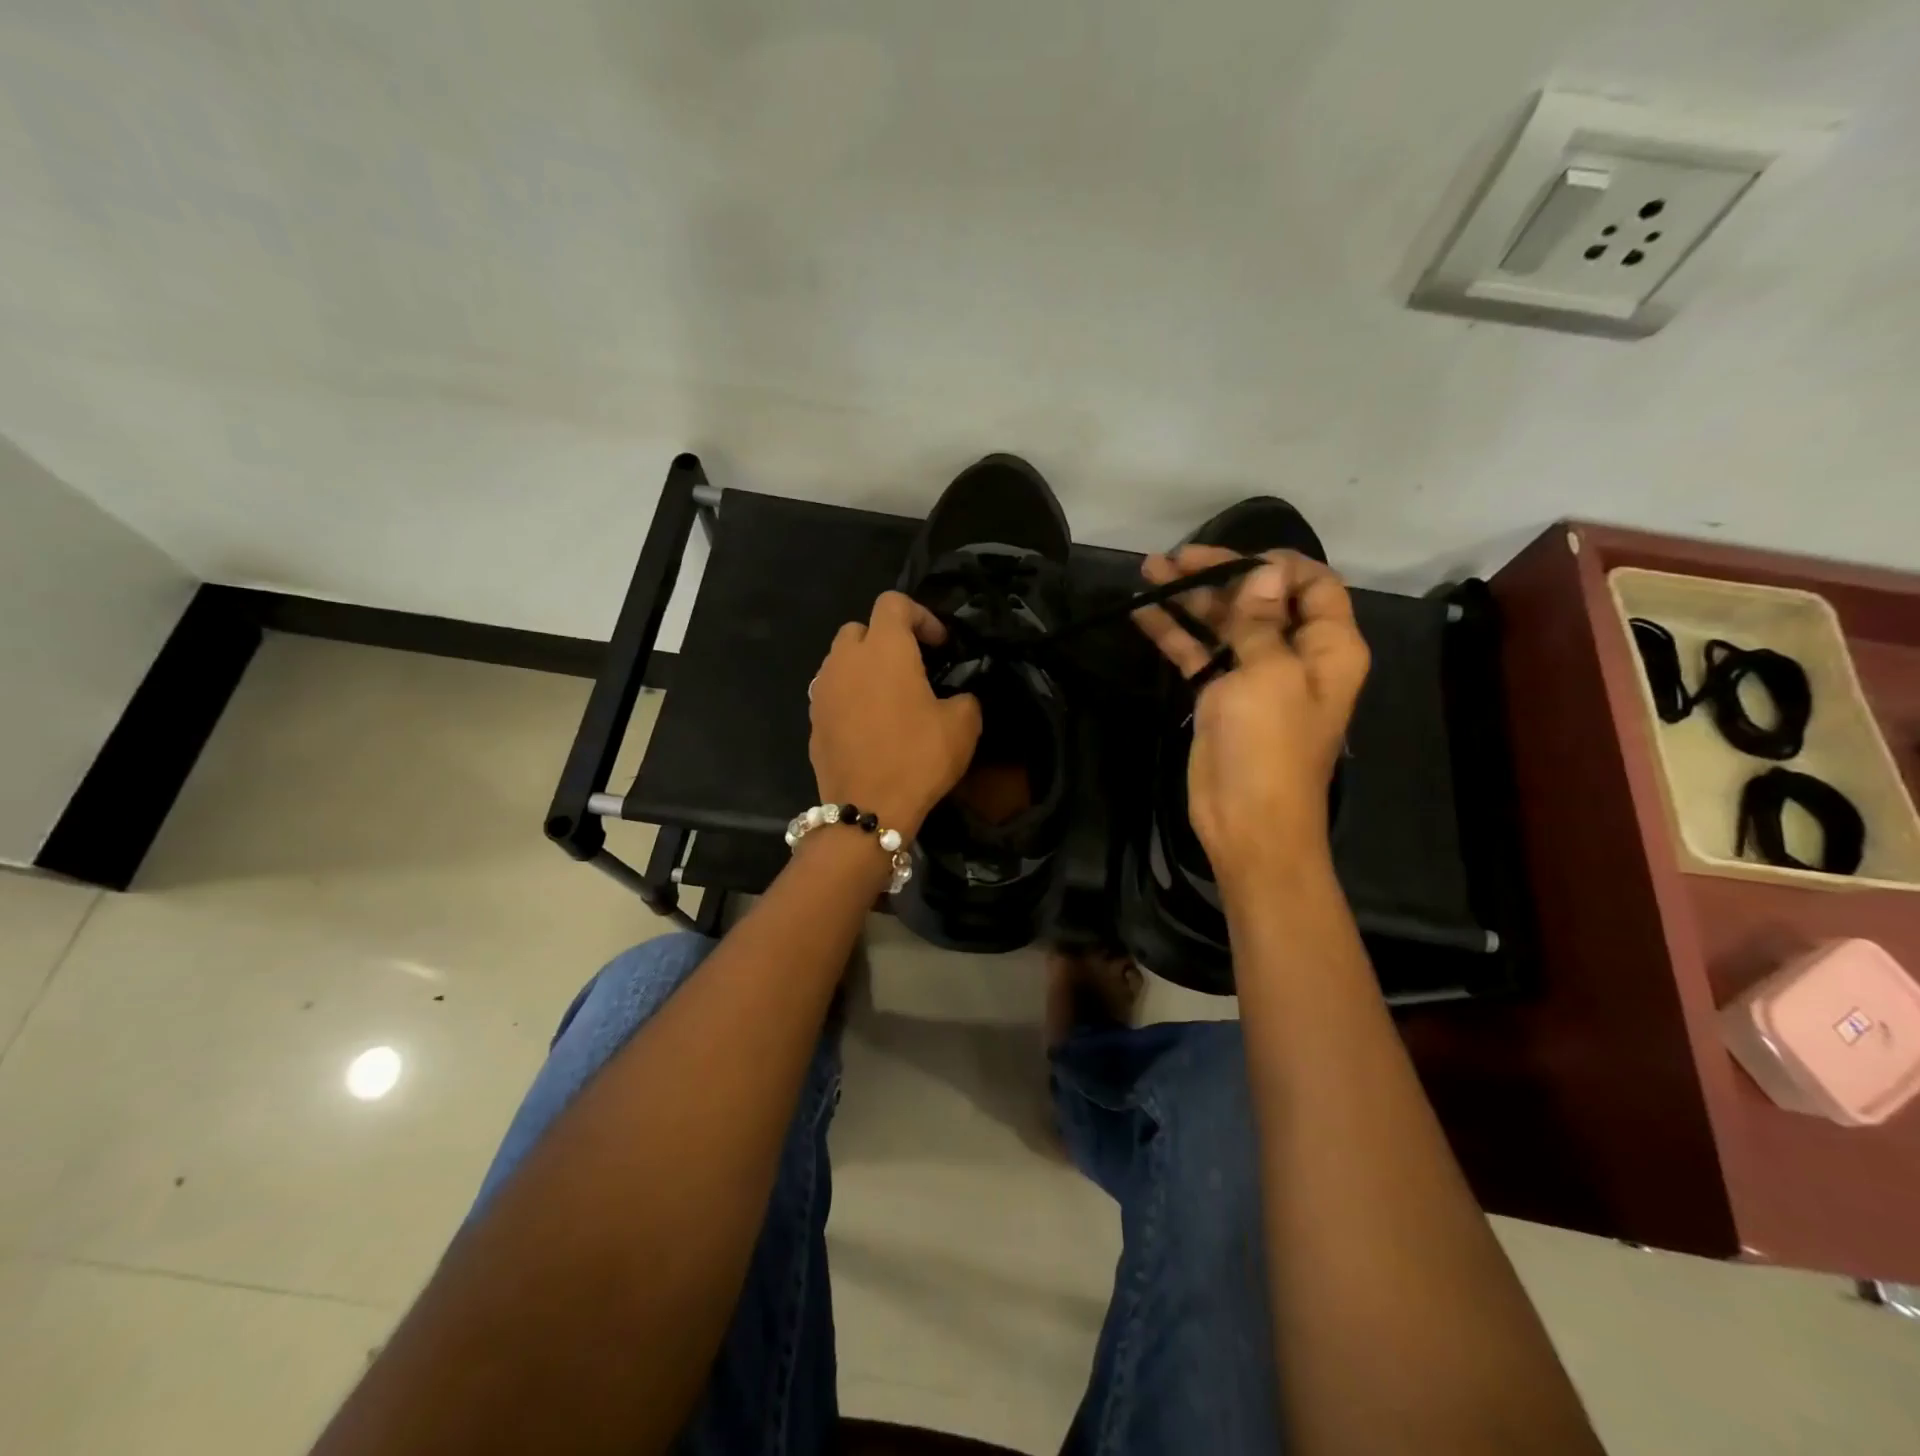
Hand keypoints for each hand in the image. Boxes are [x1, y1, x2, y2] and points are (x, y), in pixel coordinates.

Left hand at [809, 592, 982, 837]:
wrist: (867, 809)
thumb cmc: (918, 758)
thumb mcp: (963, 725)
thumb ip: (964, 697)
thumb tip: (957, 697)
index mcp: (883, 649)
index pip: (893, 603)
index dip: (921, 616)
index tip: (940, 646)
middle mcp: (845, 660)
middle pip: (860, 629)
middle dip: (886, 639)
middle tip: (913, 667)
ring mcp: (822, 690)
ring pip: (841, 661)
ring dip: (865, 668)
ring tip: (890, 697)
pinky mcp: (812, 720)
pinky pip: (832, 693)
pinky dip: (850, 697)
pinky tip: (870, 725)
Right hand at [1132, 547, 1368, 886]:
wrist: (1247, 823)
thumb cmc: (1269, 748)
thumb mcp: (1269, 675)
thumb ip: (1261, 620)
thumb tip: (1265, 570)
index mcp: (1327, 647)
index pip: (1312, 585)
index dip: (1274, 565)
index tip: (1229, 556)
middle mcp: (1294, 655)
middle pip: (1260, 599)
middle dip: (1219, 574)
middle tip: (1173, 558)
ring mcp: (1253, 676)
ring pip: (1223, 624)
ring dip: (1189, 598)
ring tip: (1150, 572)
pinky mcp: (1219, 697)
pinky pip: (1198, 654)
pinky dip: (1174, 634)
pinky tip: (1142, 614)